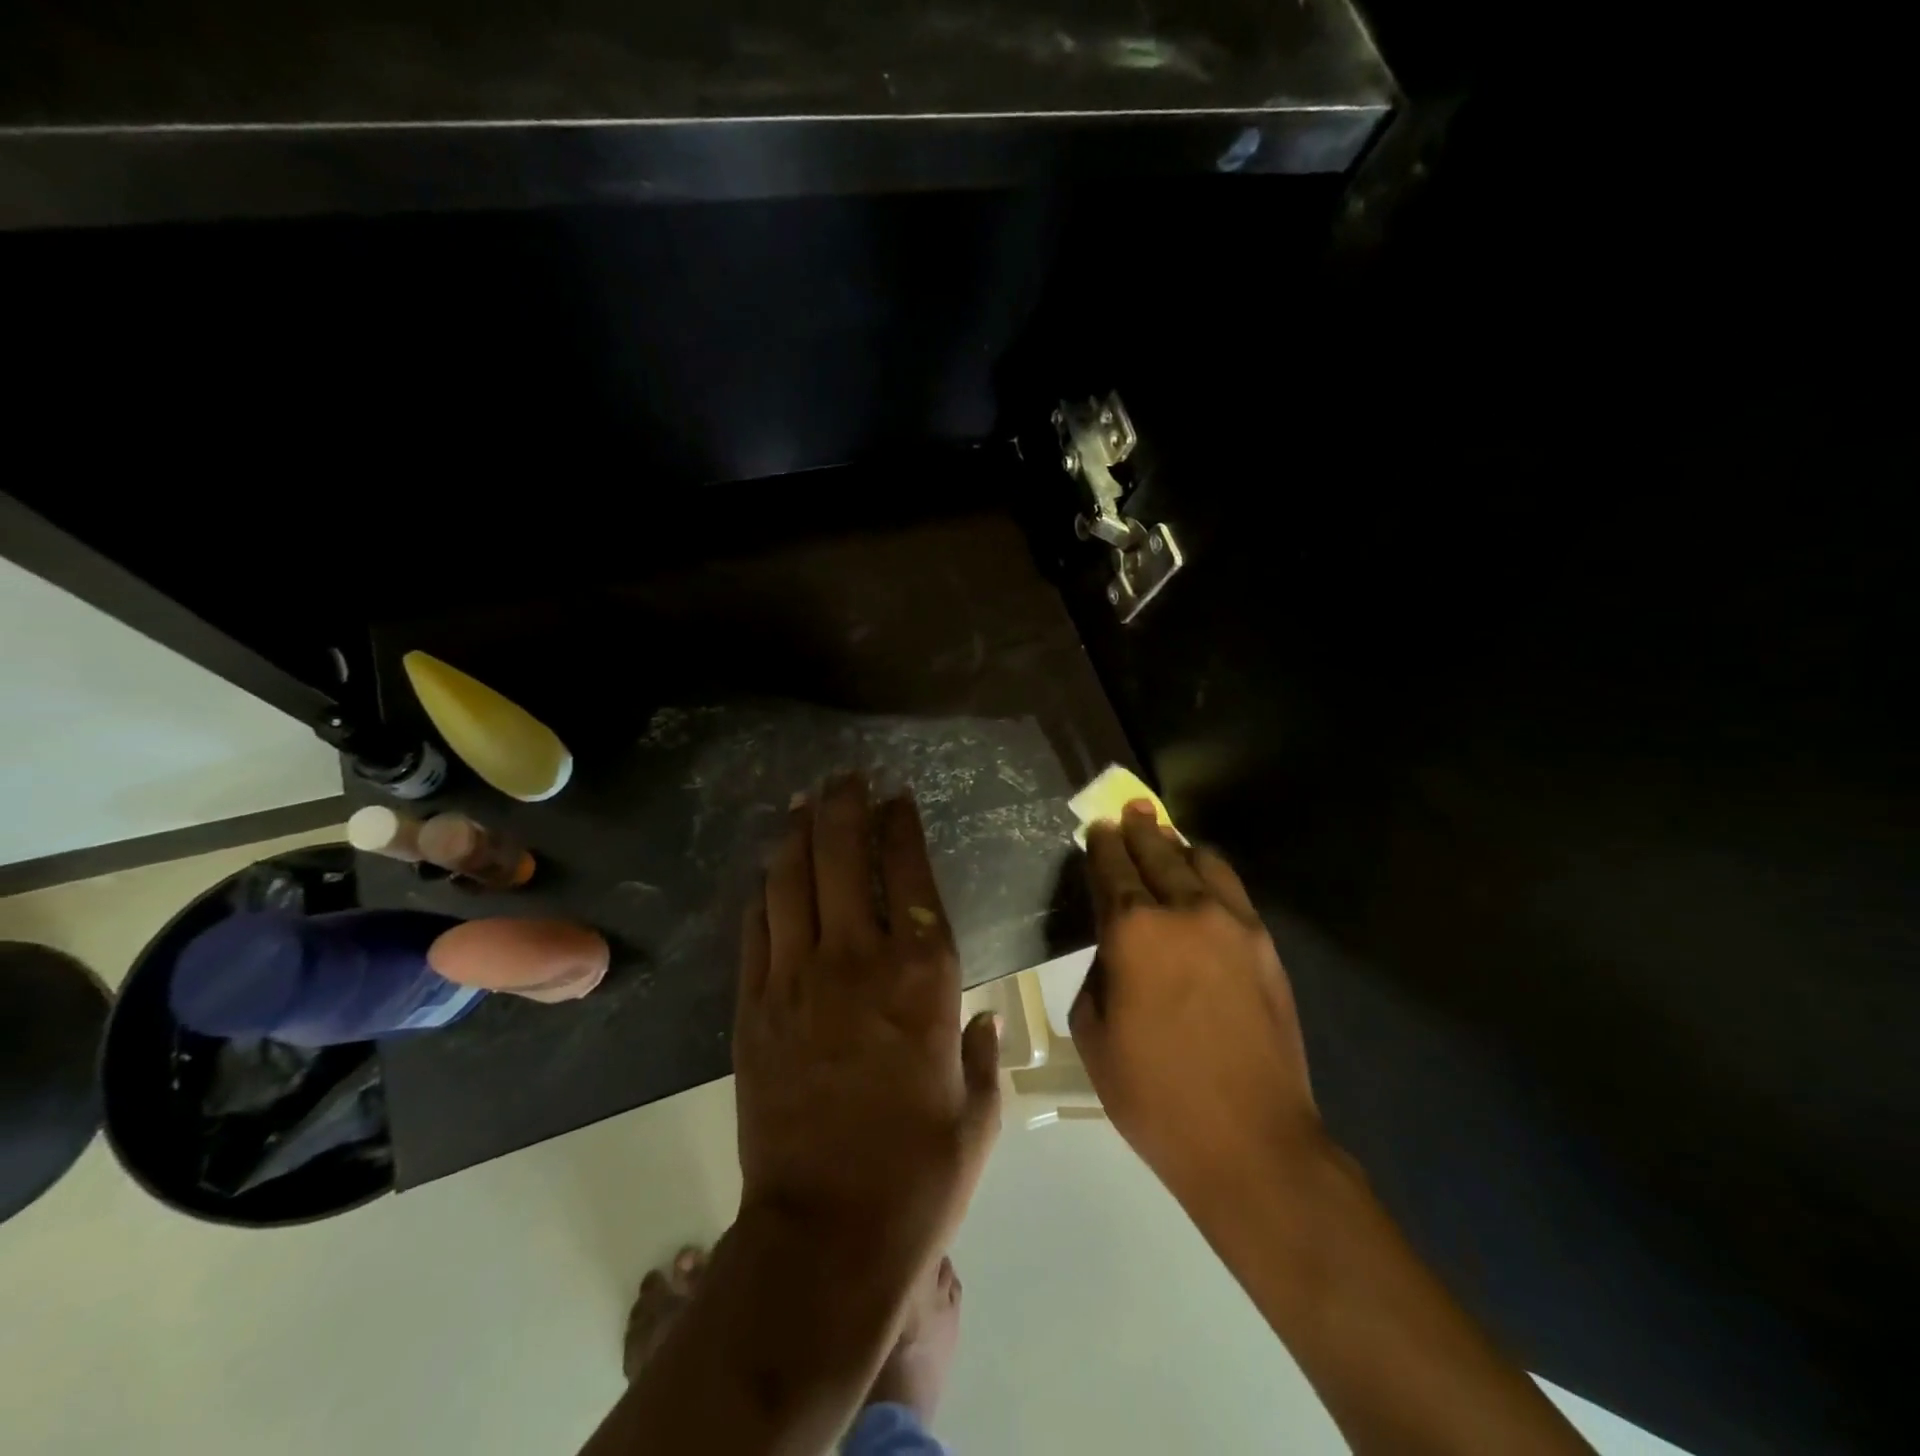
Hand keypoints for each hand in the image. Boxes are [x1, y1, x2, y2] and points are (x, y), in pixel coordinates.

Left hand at [734, 773, 1001, 1257]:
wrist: (826, 1234)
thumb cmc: (921, 1174)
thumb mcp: (979, 1111)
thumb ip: (980, 1052)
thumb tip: (979, 1022)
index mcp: (924, 977)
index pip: (912, 874)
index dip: (902, 825)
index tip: (896, 796)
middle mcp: (859, 960)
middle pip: (844, 857)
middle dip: (845, 806)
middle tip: (844, 777)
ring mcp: (797, 979)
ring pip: (792, 882)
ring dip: (798, 835)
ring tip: (803, 803)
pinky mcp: (753, 1007)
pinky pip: (756, 930)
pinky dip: (763, 893)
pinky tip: (768, 874)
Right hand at [1071, 802, 1321, 1202]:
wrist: (1251, 1141)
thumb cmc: (1153, 1094)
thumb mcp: (1093, 1033)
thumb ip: (1099, 973)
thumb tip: (1116, 950)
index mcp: (1133, 930)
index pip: (1112, 868)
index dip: (1102, 844)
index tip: (1097, 828)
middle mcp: (1185, 911)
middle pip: (1158, 851)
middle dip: (1139, 828)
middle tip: (1131, 812)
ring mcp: (1233, 924)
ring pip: (1203, 861)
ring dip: (1179, 848)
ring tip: (1167, 844)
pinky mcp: (1266, 946)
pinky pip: (1233, 892)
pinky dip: (1211, 877)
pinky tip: (1203, 887)